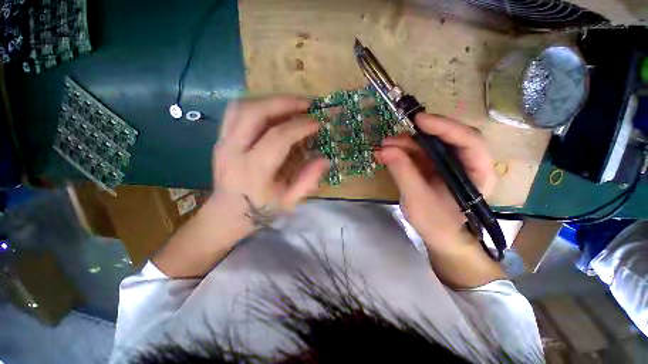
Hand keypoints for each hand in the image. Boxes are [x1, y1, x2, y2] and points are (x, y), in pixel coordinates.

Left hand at [212, 96, 329, 226]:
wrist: (227, 214)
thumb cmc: (261, 209)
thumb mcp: (290, 201)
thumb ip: (308, 180)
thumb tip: (325, 159)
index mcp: (253, 172)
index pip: (277, 138)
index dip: (299, 126)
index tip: (317, 122)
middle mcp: (233, 152)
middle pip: (254, 113)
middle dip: (284, 102)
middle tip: (306, 103)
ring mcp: (222, 142)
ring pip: (242, 107)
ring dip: (270, 100)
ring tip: (291, 104)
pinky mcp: (220, 139)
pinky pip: (236, 112)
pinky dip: (257, 105)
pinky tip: (273, 111)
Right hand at [375, 114, 495, 247]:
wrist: (439, 236)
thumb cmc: (437, 223)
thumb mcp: (418, 200)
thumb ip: (403, 173)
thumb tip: (385, 150)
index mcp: (477, 171)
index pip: (468, 140)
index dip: (444, 127)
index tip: (418, 121)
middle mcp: (465, 161)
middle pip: (444, 138)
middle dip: (415, 137)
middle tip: (389, 140)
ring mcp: (447, 163)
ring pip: (426, 145)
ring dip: (403, 144)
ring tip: (382, 149)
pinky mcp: (432, 167)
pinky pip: (416, 154)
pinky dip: (400, 153)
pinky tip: (384, 155)